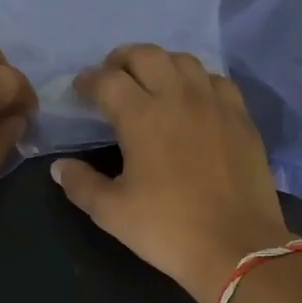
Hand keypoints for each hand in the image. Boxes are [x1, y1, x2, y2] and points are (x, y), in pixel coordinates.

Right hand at [51, 44, 293, 302]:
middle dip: (122, 60)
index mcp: (142, 116)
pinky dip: (197, 80)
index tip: (80, 90)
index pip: (107, 80)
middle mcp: (178, 97)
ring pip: (184, 60)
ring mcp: (215, 104)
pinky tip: (193, 99)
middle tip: (112, 78)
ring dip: (160, 64)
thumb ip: (80, 184)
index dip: (88, 81)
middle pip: (146, 55)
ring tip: (151, 83)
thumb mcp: (111, 212)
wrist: (236, 247)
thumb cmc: (167, 229)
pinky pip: (217, 81)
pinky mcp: (241, 118)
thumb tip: (60, 167)